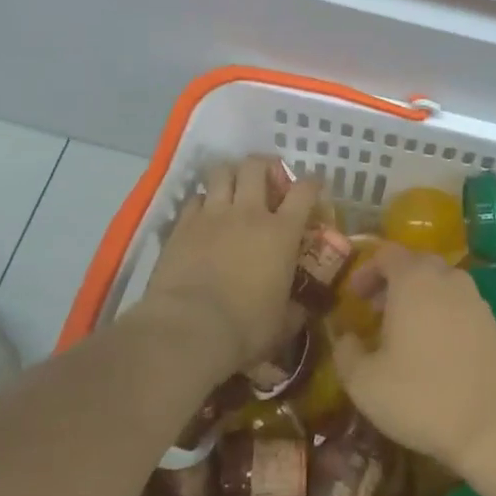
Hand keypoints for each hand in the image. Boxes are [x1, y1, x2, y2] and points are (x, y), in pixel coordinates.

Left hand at [135, 156, 319, 371]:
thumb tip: (301, 309)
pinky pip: (194, 198)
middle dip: (264, 166)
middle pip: (256, 166)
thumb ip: (295, 310)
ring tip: (233, 186)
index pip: (304, 191)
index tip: (313, 187)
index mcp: (282, 233)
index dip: (311, 184)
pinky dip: (202, 201)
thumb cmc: (245, 328)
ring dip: (230, 174)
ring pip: (221, 172)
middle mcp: (249, 213)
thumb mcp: (282, 324)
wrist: (188, 329)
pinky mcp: (182, 225)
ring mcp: (212, 215)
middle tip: (266, 179)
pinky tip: (203, 214)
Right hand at [329, 243, 495, 474]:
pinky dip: (441, 315)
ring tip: (403, 333)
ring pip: (440, 284)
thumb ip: (346, 353)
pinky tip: (434, 350)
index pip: (386, 253)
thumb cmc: (421, 397)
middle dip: (391, 282)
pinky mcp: (493, 322)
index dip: (366, 270)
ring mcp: (475, 298)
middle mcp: (447, 278)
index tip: (354, 297)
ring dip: (418, 298)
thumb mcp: (365, 383)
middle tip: (374, 312)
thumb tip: (346, 337)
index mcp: (413, 279)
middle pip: (415, 264)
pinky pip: (459, 305)